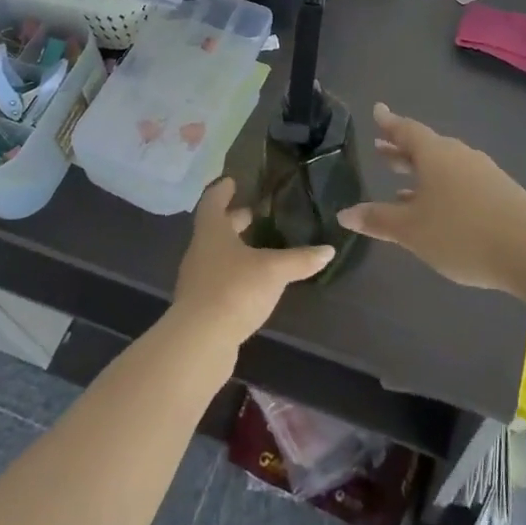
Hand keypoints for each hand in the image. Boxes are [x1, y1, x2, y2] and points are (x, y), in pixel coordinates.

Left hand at [171, 177, 333, 345]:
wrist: (199, 343)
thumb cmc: (234, 290)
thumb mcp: (274, 271)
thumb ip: (300, 259)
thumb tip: (329, 250)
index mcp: (212, 232)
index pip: (213, 201)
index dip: (223, 190)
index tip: (232, 181)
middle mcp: (200, 251)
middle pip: (215, 229)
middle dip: (234, 220)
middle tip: (254, 213)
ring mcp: (196, 280)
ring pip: (216, 255)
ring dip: (234, 248)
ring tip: (258, 248)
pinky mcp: (200, 306)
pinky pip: (217, 280)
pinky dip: (233, 274)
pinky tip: (252, 283)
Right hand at [338, 103, 525, 293]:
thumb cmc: (461, 233)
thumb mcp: (412, 230)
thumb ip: (378, 220)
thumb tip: (344, 213)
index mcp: (435, 154)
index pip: (406, 130)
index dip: (389, 123)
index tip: (377, 110)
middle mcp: (458, 154)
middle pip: (425, 145)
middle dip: (401, 148)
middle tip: (380, 148)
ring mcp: (482, 171)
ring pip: (443, 164)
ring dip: (421, 170)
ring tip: (401, 185)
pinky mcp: (499, 191)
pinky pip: (460, 179)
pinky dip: (441, 186)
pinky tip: (437, 208)